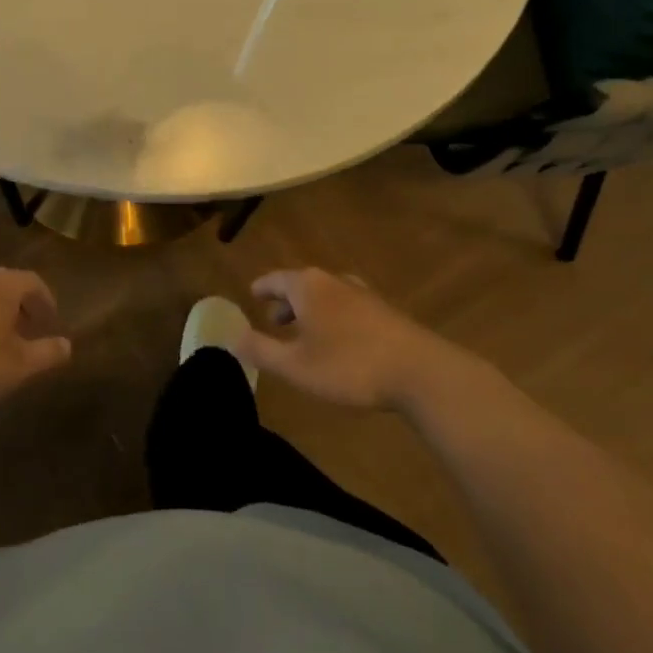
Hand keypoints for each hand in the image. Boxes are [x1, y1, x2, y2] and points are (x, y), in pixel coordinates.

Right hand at [234, 268, 446, 410]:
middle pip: (301, 285)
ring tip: (305, 333)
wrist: (421, 372)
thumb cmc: (349, 365)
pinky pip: (347, 307)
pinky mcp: (385, 312)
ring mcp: (363, 294)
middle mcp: (333, 281)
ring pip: (326, 296)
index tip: (251, 295)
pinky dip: (334, 318)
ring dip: (311, 311)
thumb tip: (231, 336)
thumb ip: (261, 350)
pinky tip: (340, 342)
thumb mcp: (296, 366)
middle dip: (286, 302)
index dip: (261, 288)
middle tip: (274, 320)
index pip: (275, 279)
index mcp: (307, 286)